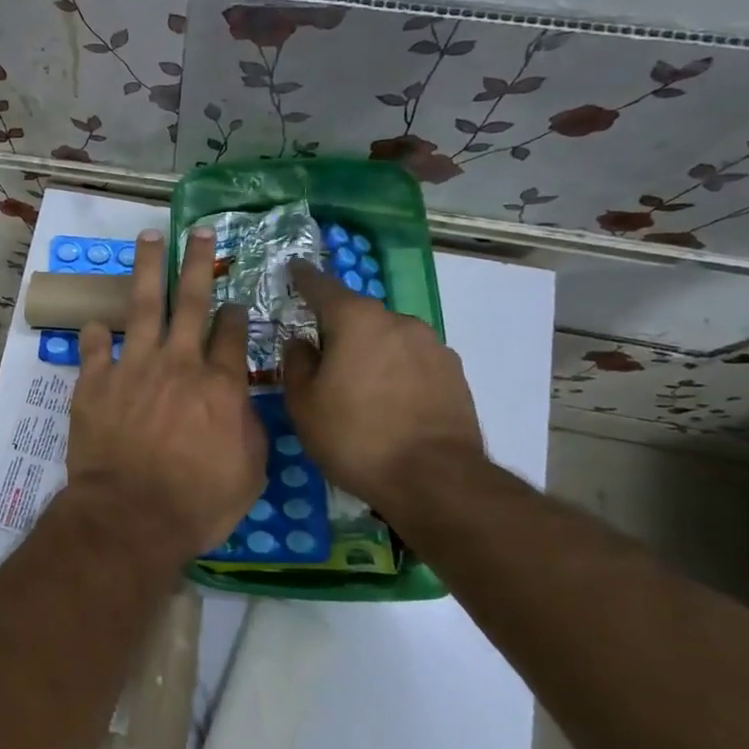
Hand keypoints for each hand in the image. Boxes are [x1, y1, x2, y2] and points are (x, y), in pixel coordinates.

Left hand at [65, 228, 265, 556]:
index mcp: (219, 386)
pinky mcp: (96, 382)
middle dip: (197, 263)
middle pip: (191, 302)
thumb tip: (243, 400)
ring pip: (143, 306)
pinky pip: (95, 347)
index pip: (231, 336)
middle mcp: (178, 364)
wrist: (131, 517)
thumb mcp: (248, 473)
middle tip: (199, 232)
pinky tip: (97, 323)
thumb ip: (250, 428)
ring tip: (149, 238)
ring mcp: (134, 368)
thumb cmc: (197, 503)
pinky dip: (96, 333)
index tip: (235, 301)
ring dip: (147, 269)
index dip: (235, 314)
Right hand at [283, 261, 485, 513]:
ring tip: (357, 386)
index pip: (321, 285)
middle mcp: (398, 321)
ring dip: (369, 351)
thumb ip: (297, 363)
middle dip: (337, 327)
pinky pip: (412, 361)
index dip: (303, 277)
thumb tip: (302, 342)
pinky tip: (388, 402)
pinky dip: (396, 370)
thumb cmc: (355, 436)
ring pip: (388, 338)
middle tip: (320, 355)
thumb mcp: (304, 403)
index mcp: (356, 320)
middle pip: (358, 314)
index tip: (293, 268)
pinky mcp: (454, 374)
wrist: (436, 480)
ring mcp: (432, 346)